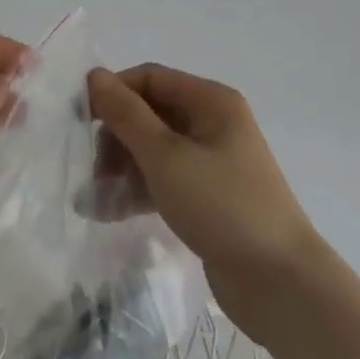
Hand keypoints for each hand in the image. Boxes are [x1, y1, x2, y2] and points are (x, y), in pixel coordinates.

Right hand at [87, 63, 324, 345]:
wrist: (280, 284)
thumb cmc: (221, 206)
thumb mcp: (165, 156)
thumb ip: (126, 114)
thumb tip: (94, 74)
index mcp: (211, 102)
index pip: (150, 78)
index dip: (113, 92)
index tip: (79, 120)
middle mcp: (213, 123)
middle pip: (150, 113)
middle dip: (115, 136)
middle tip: (91, 169)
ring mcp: (213, 161)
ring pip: (154, 149)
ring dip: (121, 167)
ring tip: (93, 197)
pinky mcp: (209, 196)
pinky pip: (164, 179)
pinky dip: (138, 189)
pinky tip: (108, 212)